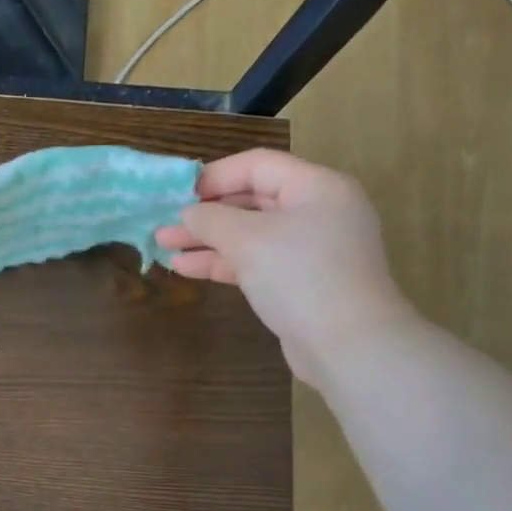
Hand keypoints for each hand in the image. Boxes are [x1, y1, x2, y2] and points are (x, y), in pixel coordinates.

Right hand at [156, 149, 412, 386]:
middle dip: (206, 213)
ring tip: (164, 246)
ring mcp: (310, 250)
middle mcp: (317, 212)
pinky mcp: (301, 283)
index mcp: (316, 186)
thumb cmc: (300, 276)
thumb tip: (188, 213)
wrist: (347, 344)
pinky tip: (186, 268)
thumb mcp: (248, 239)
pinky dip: (224, 263)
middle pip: (253, 200)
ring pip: (250, 235)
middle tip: (165, 222)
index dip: (214, 176)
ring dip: (208, 240)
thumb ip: (212, 219)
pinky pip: (257, 262)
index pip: (257, 166)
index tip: (175, 193)